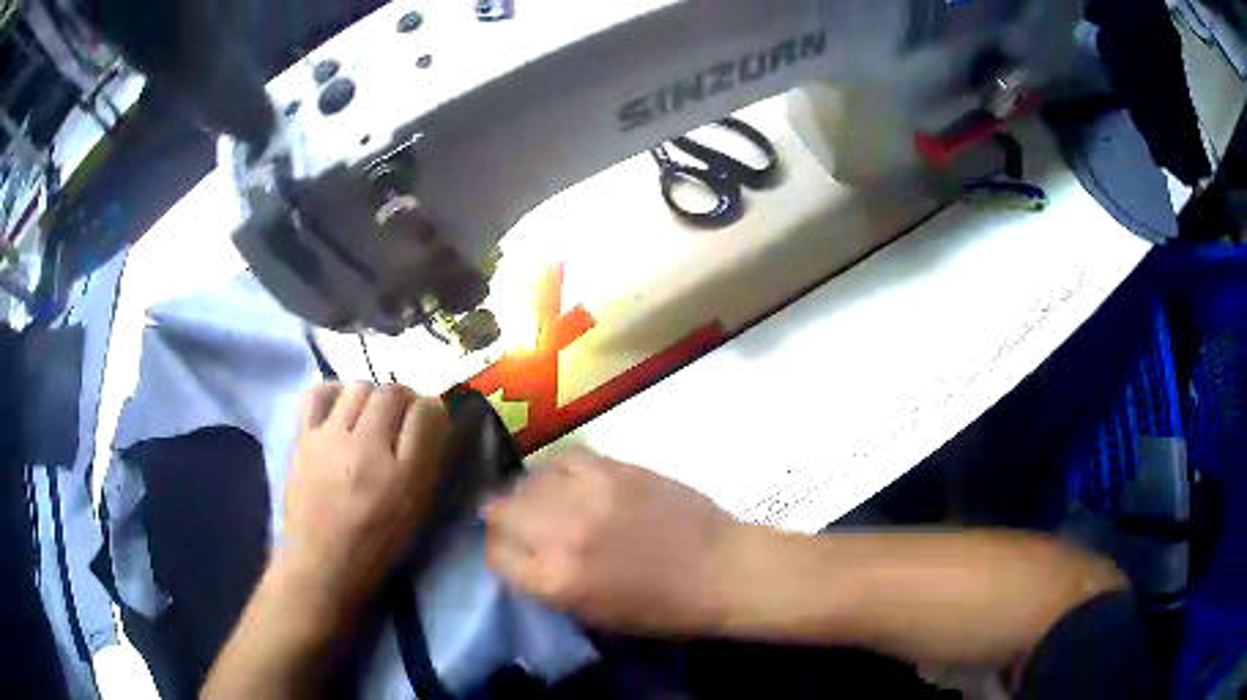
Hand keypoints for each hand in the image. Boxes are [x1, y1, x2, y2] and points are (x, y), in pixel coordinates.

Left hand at [279, 382, 449, 607]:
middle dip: (403, 398)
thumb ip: (426, 463)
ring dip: (371, 396)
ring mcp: (331, 438)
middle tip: (400, 417)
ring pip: (359, 386)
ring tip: (369, 416)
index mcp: (405, 474)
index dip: (432, 410)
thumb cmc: (376, 545)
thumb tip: (430, 420)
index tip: (428, 420)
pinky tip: (338, 408)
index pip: (428, 411)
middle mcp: (368, 448)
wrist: (321, 563)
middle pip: (392, 391)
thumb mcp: (416, 510)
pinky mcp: (303, 438)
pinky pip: (318, 392)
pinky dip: (333, 392)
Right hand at [485, 450, 735, 635]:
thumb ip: (549, 585)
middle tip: (518, 524)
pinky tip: (567, 482)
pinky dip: (558, 471)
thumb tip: (524, 557)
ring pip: (528, 481)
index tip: (509, 553)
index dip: (499, 554)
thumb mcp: (594, 616)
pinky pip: (565, 459)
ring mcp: (588, 495)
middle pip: (501, 512)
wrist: (720, 570)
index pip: (496, 556)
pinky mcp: (614, 468)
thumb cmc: (663, 609)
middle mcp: (562, 534)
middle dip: (502, 520)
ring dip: (528, 494)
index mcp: (556, 581)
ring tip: (542, 501)